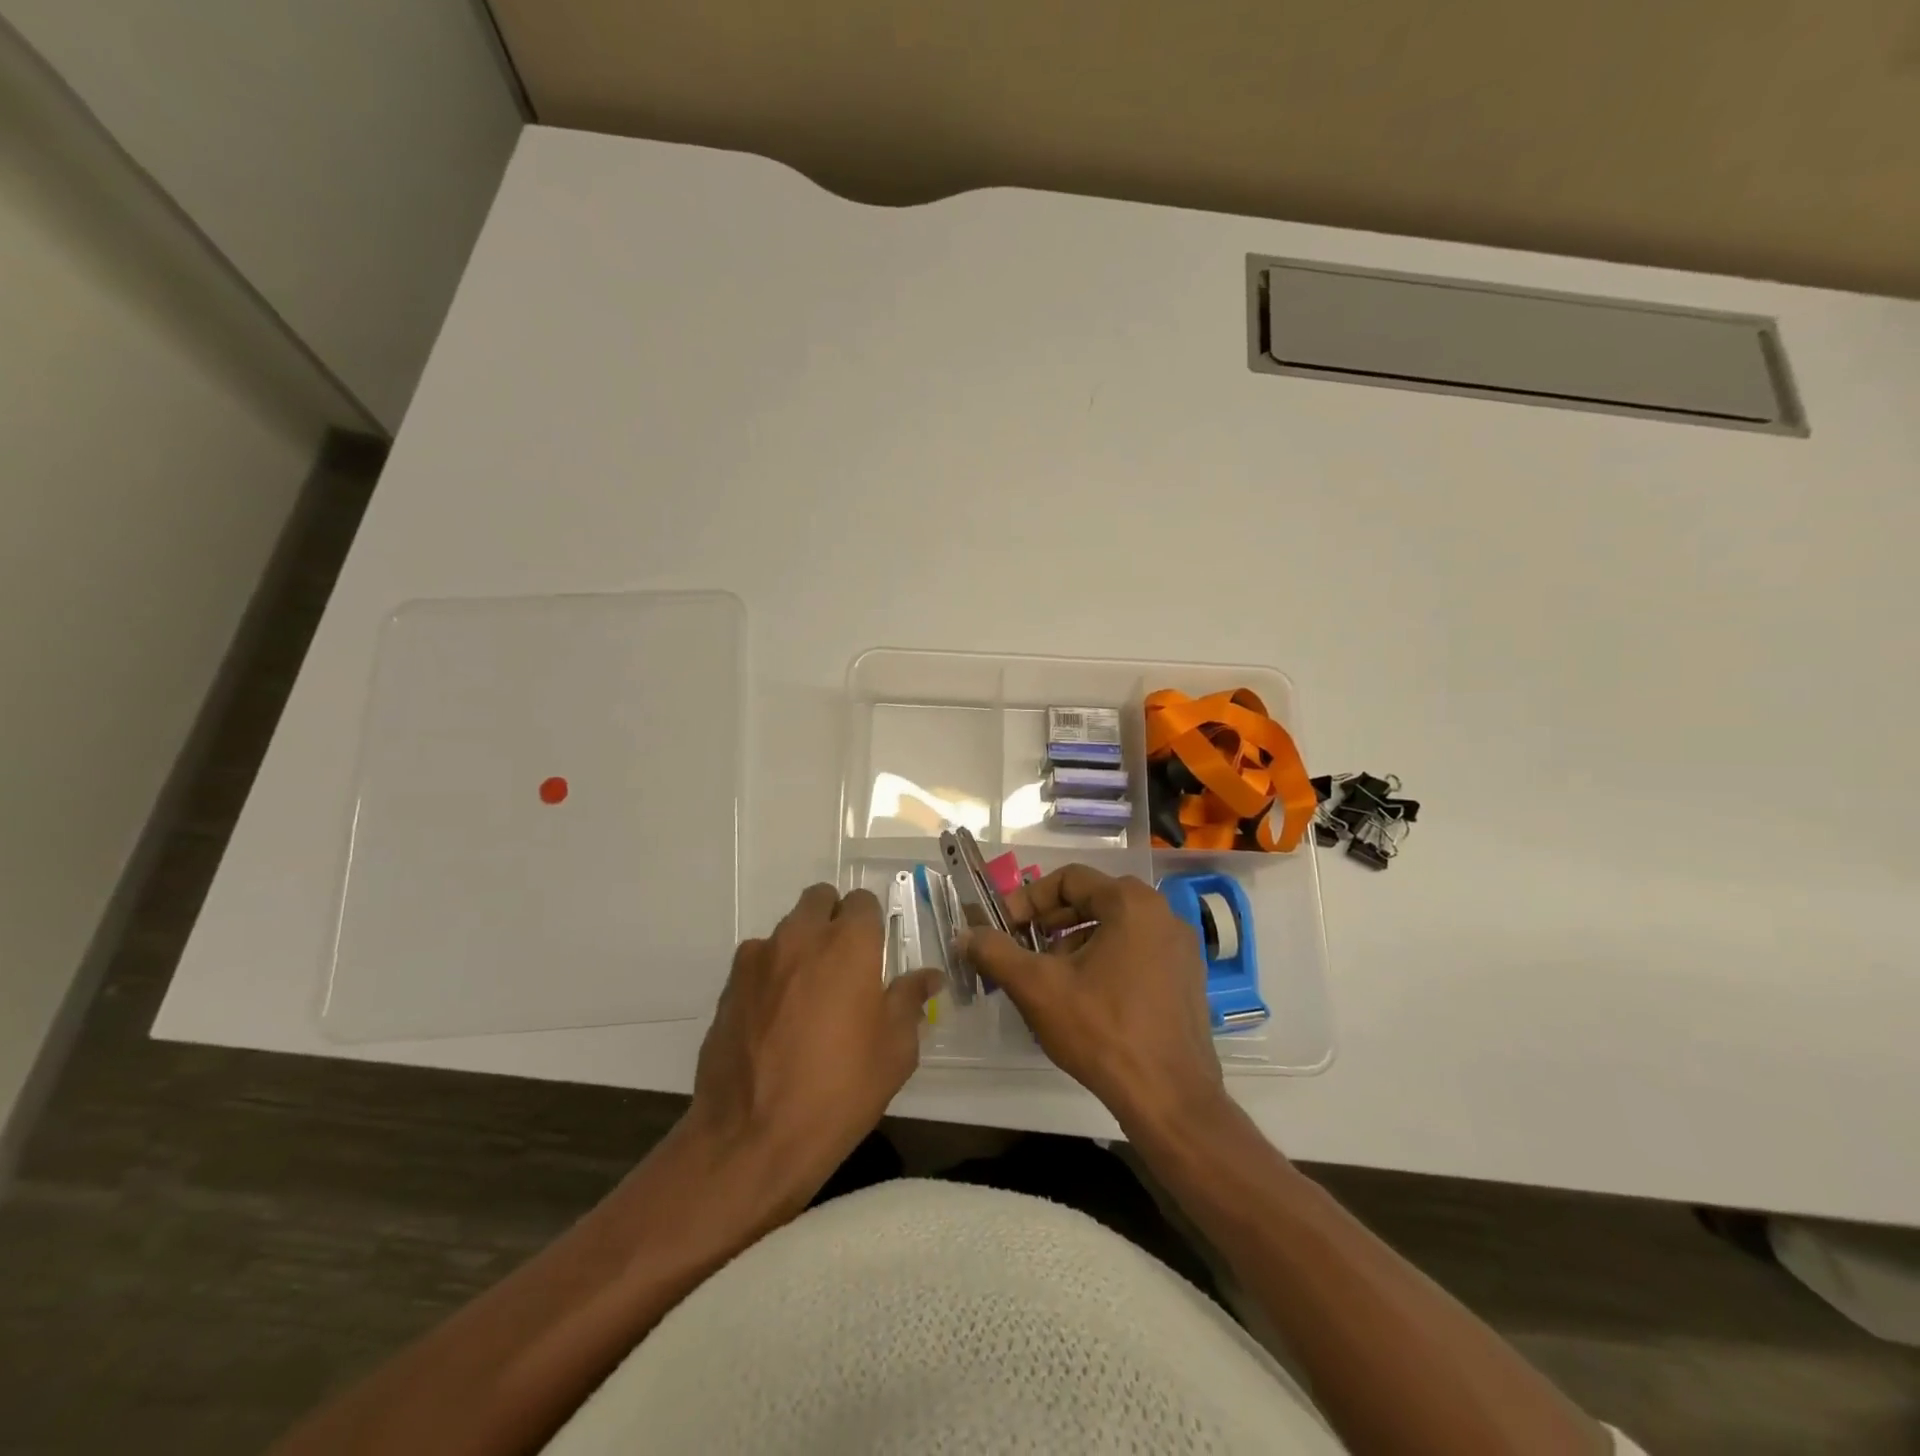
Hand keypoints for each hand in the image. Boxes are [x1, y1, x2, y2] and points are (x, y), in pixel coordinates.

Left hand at [687, 883, 940, 1207]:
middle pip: (819, 899)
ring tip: (808, 995)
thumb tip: (928, 976)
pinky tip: (776, 1017)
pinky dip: (772, 973)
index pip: (863, 901)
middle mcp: (801, 936)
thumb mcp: (895, 1051)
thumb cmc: (840, 1091)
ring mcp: (758, 958)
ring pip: (787, 929)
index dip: (872, 922)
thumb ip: (910, 1000)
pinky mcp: (728, 985)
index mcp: (848, 944)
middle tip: (844, 963)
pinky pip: (758, 961)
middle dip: (834, 918)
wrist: (752, 1138)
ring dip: (802, 945)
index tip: (875, 952)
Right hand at [960, 866, 1226, 1134]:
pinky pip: (1137, 952)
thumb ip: (996, 952)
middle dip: (1051, 922)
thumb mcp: (1037, 988)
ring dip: (1076, 943)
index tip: (1004, 927)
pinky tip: (1087, 999)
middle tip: (1022, 949)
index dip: (1028, 899)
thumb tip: (967, 935)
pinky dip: (1106, 961)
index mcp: (1131, 903)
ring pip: (1115, 928)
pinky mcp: (1188, 978)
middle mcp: (1162, 914)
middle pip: (1094, 900)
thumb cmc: (1102, 1031)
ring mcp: (1181, 947)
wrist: (1170, 1099)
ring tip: (1051, 979)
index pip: (1069, 879)